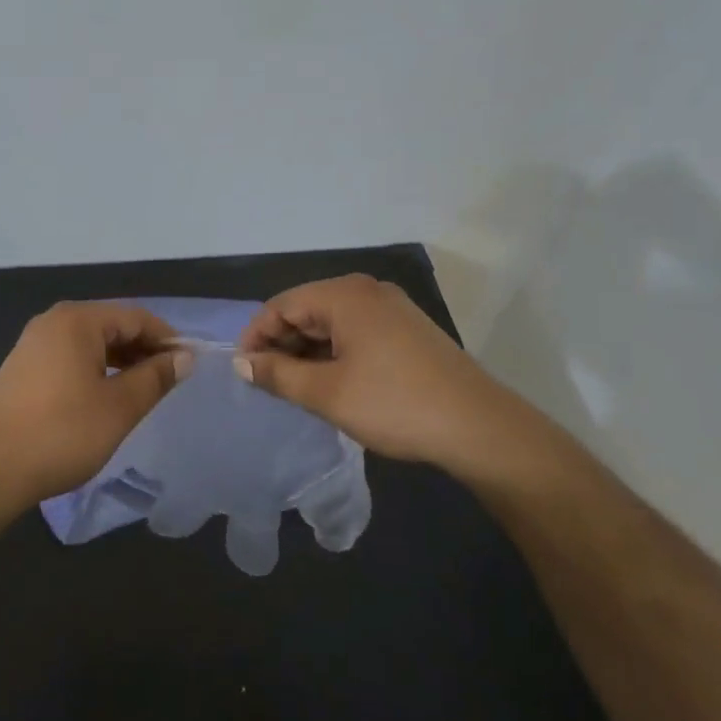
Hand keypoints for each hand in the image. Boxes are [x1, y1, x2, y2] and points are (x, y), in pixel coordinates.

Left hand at [0, 302, 191, 506]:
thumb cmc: (63, 433)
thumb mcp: (120, 407)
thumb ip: (155, 377)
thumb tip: (183, 357)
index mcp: (77, 320)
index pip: (135, 317)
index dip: (167, 338)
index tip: (189, 364)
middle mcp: (53, 321)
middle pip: (111, 325)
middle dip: (143, 349)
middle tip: (170, 379)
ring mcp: (33, 343)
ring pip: (90, 342)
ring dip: (120, 360)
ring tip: (144, 389)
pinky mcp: (22, 367)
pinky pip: (70, 356)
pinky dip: (95, 369)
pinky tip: (106, 395)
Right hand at [234, 275, 505, 473]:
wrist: (479, 428)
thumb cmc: (395, 404)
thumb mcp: (326, 393)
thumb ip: (277, 375)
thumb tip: (241, 363)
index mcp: (345, 296)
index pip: (281, 305)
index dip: (256, 336)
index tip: (243, 372)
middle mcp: (367, 292)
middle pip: (306, 310)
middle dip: (282, 344)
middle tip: (268, 384)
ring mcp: (391, 309)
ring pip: (331, 323)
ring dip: (308, 352)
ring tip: (296, 389)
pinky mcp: (407, 330)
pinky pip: (355, 333)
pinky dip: (334, 354)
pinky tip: (331, 384)